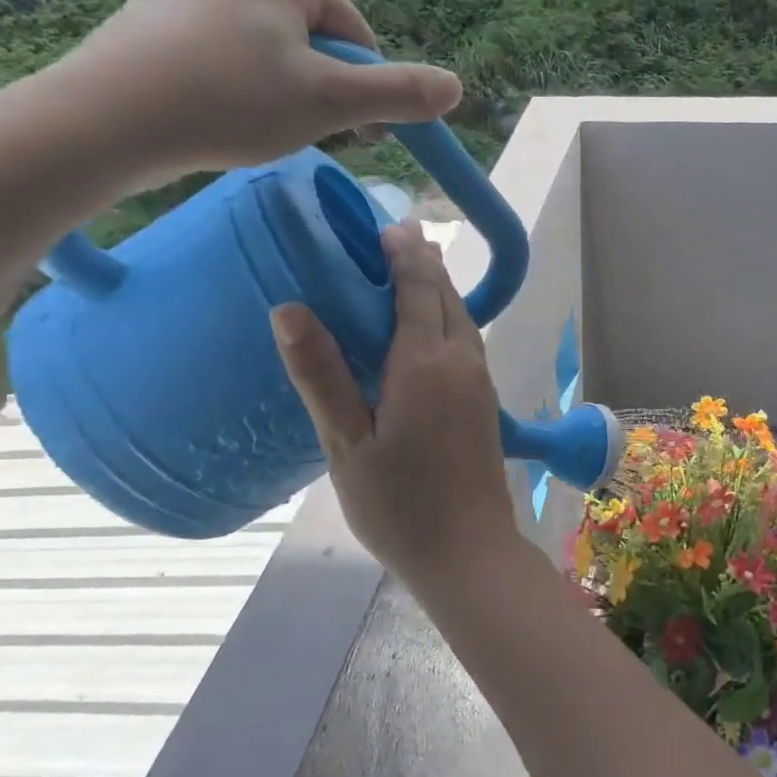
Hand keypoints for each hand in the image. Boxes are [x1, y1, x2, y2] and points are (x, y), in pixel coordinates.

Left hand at [56, 0, 461, 186]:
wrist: (104, 120)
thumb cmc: (231, 101)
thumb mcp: (331, 102)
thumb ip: (398, 93)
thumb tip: (456, 88)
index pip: (352, 28)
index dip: (368, 85)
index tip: (366, 135)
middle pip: (310, 35)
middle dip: (323, 84)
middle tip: (314, 133)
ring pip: (266, 43)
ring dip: (284, 86)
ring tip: (266, 127)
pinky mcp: (149, 12)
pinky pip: (222, 47)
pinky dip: (238, 81)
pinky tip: (224, 113)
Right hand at [269, 224, 521, 589]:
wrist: (469, 552)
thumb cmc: (399, 505)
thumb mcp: (347, 444)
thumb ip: (322, 375)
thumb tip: (290, 309)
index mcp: (427, 364)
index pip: (418, 289)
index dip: (404, 254)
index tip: (387, 225)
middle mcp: (462, 362)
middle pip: (446, 297)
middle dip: (424, 262)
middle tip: (398, 236)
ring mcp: (481, 383)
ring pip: (462, 319)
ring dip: (439, 290)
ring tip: (415, 271)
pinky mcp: (486, 404)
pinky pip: (467, 343)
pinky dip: (448, 319)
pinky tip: (430, 330)